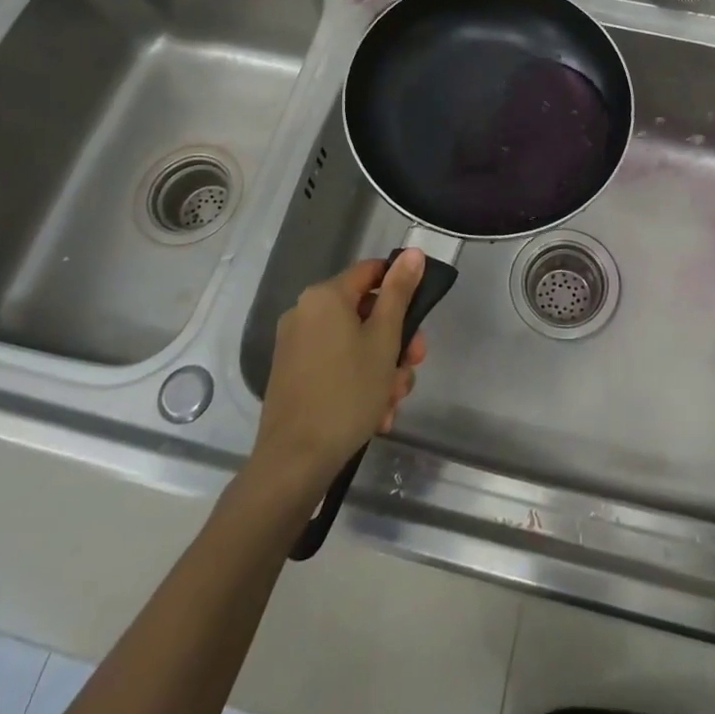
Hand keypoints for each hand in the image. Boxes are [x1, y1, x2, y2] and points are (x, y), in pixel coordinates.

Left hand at [253, 251, 428, 487]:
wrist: (295, 460)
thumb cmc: (347, 392)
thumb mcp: (384, 339)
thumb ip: (400, 292)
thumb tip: (413, 252)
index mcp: (325, 296)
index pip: (372, 271)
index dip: (401, 288)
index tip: (420, 317)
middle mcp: (305, 312)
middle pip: (365, 313)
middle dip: (395, 341)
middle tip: (412, 366)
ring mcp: (296, 345)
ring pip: (354, 344)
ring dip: (381, 369)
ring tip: (392, 402)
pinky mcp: (293, 375)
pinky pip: (336, 365)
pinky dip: (358, 382)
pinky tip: (375, 414)